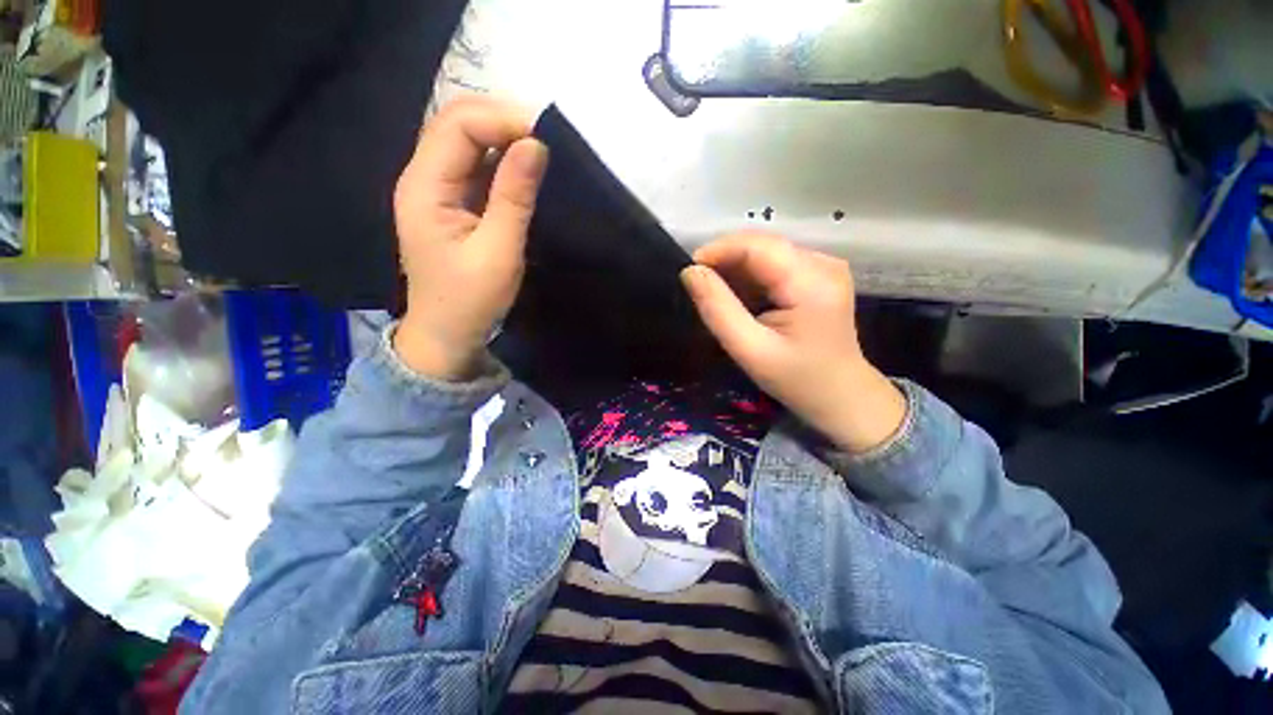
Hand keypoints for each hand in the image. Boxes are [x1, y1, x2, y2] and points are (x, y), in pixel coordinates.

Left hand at [392, 95, 548, 379]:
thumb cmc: (471, 299)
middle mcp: (423, 178)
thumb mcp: (498, 250)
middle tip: (546, 138)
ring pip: (465, 143)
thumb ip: (515, 196)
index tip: (546, 134)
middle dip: (502, 121)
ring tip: (540, 149)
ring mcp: (435, 190)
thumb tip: (536, 145)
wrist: (447, 334)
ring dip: (503, 138)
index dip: (502, 119)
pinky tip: (523, 169)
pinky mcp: (451, 203)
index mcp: (425, 187)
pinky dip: (500, 161)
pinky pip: (473, 167)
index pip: (458, 125)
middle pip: (456, 124)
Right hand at [680, 232, 905, 453]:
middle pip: (762, 246)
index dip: (718, 251)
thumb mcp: (751, 350)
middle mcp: (823, 263)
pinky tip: (742, 300)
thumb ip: (718, 310)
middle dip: (724, 261)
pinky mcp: (819, 274)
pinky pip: (774, 264)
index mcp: (812, 282)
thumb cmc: (797, 380)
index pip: (757, 246)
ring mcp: (824, 266)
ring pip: (766, 253)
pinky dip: (751, 278)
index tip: (688, 272)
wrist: (842, 396)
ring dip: (736, 270)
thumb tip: (690, 273)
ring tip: (718, 297)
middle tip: (698, 287)